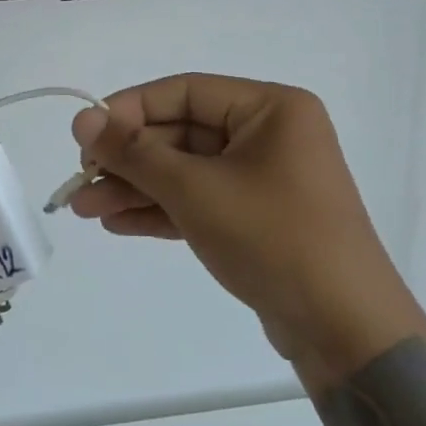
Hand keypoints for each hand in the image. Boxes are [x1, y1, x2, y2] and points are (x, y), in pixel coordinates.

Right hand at [69, 75, 423, 381]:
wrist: (346, 333)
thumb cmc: (273, 239)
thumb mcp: (195, 190)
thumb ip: (133, 153)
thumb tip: (81, 120)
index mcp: (270, 108)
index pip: (183, 91)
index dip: (128, 110)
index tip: (85, 135)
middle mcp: (269, 135)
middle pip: (180, 134)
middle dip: (127, 161)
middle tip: (79, 181)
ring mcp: (263, 179)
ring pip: (185, 171)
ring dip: (135, 188)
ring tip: (84, 209)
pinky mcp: (256, 218)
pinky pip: (199, 201)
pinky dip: (160, 210)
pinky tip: (117, 223)